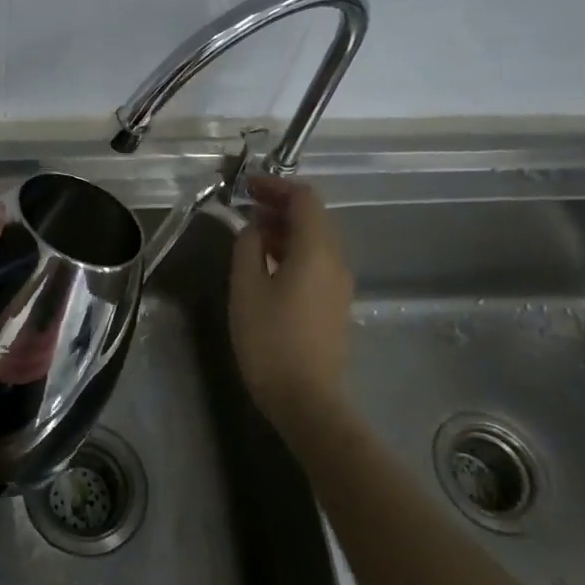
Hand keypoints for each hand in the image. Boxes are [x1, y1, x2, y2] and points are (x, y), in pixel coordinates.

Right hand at [229, 175, 352, 418]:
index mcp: (316, 250)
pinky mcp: (335, 304)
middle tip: (245, 206)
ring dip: (286, 228)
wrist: (306, 399)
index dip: (276, 185)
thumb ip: (248, 247)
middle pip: (314, 217)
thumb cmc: (270, 339)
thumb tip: (255, 229)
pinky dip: (293, 250)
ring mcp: (339, 284)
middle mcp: (336, 260)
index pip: (305, 198)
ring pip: (316, 240)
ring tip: (252, 233)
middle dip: (280, 205)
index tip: (246, 186)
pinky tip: (268, 263)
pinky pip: (317, 262)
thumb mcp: (246, 287)